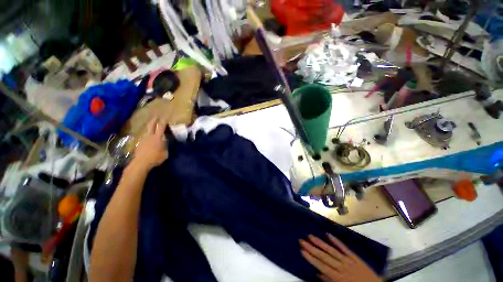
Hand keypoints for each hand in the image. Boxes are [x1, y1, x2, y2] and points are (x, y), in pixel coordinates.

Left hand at [130, 118, 167, 170]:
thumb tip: (165, 142)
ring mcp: (144, 139)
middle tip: (156, 116)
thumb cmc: (155, 158)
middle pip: (152, 125)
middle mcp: (150, 136)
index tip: (165, 117)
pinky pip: (144, 135)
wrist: (141, 163)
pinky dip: (147, 133)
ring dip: (150, 126)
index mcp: (158, 137)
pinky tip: (148, 135)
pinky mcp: (139, 143)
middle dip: (154, 119)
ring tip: (152, 124)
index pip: (161, 127)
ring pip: (147, 130)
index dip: (163, 121)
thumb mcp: (165, 153)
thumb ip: (165, 146)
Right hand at [300, 234, 381, 281]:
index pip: (321, 266)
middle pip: (324, 256)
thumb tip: (317, 273)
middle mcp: (342, 267)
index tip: (302, 250)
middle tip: (302, 240)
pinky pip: (344, 248)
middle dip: (312, 248)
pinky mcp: (355, 256)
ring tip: (310, 236)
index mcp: (338, 277)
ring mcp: (348, 260)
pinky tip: (328, 234)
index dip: (311, 258)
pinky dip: (336, 241)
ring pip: (331, 250)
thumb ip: (329, 281)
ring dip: (320, 243)